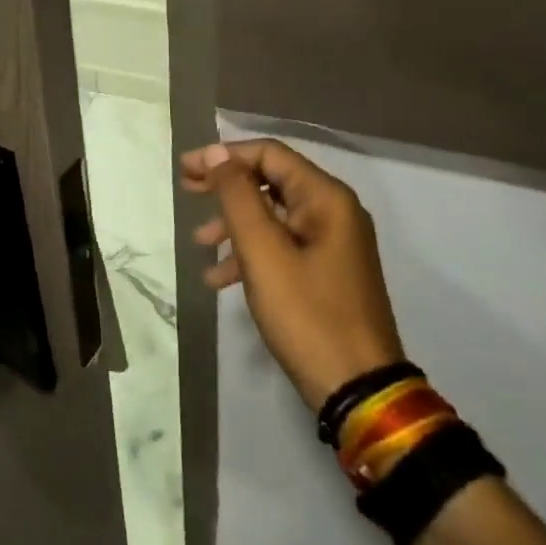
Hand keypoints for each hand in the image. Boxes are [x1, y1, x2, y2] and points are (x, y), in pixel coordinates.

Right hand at [182, 139, 403, 409]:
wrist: (358, 391)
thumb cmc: (307, 314)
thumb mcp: (263, 251)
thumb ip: (237, 196)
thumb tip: (217, 153)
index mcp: (326, 198)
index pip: (269, 154)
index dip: (224, 155)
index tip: (187, 170)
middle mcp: (334, 212)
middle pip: (270, 181)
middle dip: (225, 185)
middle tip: (187, 190)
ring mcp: (332, 244)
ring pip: (273, 215)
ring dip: (233, 223)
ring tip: (199, 242)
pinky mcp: (326, 272)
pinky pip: (282, 246)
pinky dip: (250, 252)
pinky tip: (219, 276)